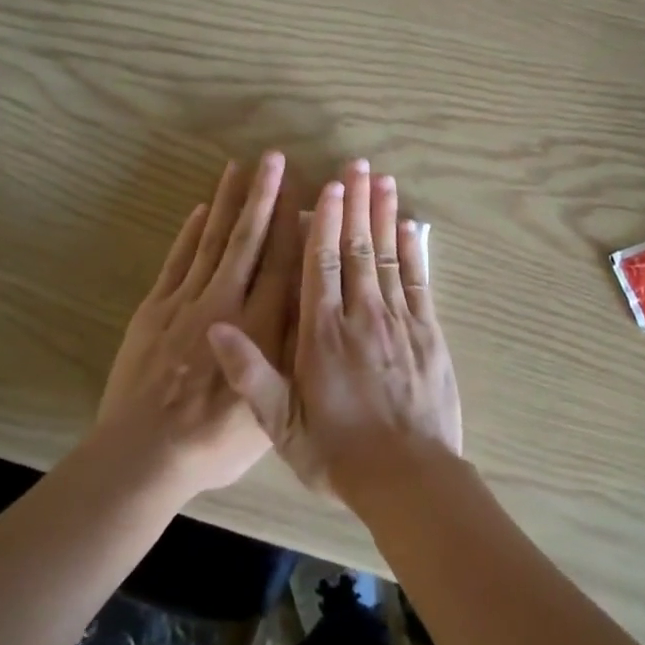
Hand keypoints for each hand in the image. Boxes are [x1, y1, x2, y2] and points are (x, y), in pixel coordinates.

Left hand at [95, 152, 298, 498]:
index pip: (281, 263)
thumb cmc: (215, 441)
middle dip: (263, 196)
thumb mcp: (273, 407)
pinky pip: (176, 262)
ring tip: (238, 168)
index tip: (304, 187)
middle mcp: (225, 303)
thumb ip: (292, 352)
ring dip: (227, 203)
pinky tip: (199, 210)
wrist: (144, 455)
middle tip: (273, 158)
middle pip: (247, 240)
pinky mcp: (154, 310)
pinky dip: (189, 234)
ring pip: (212, 242)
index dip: (293, 223)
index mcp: (259, 328)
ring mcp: (185, 302)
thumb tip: (311, 307)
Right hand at [209, 161, 461, 501]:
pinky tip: (411, 226)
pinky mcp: (429, 334)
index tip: (326, 186)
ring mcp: (400, 322)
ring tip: (383, 180)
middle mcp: (362, 317)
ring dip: (385, 215)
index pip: (321, 265)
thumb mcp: (282, 425)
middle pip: (358, 248)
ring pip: (389, 257)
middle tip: (358, 164)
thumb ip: (250, 373)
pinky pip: (419, 282)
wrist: (408, 479)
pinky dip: (414, 251)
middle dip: (356, 204)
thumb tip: (216, 325)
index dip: (324, 222)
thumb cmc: (338, 454)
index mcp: (322, 334)